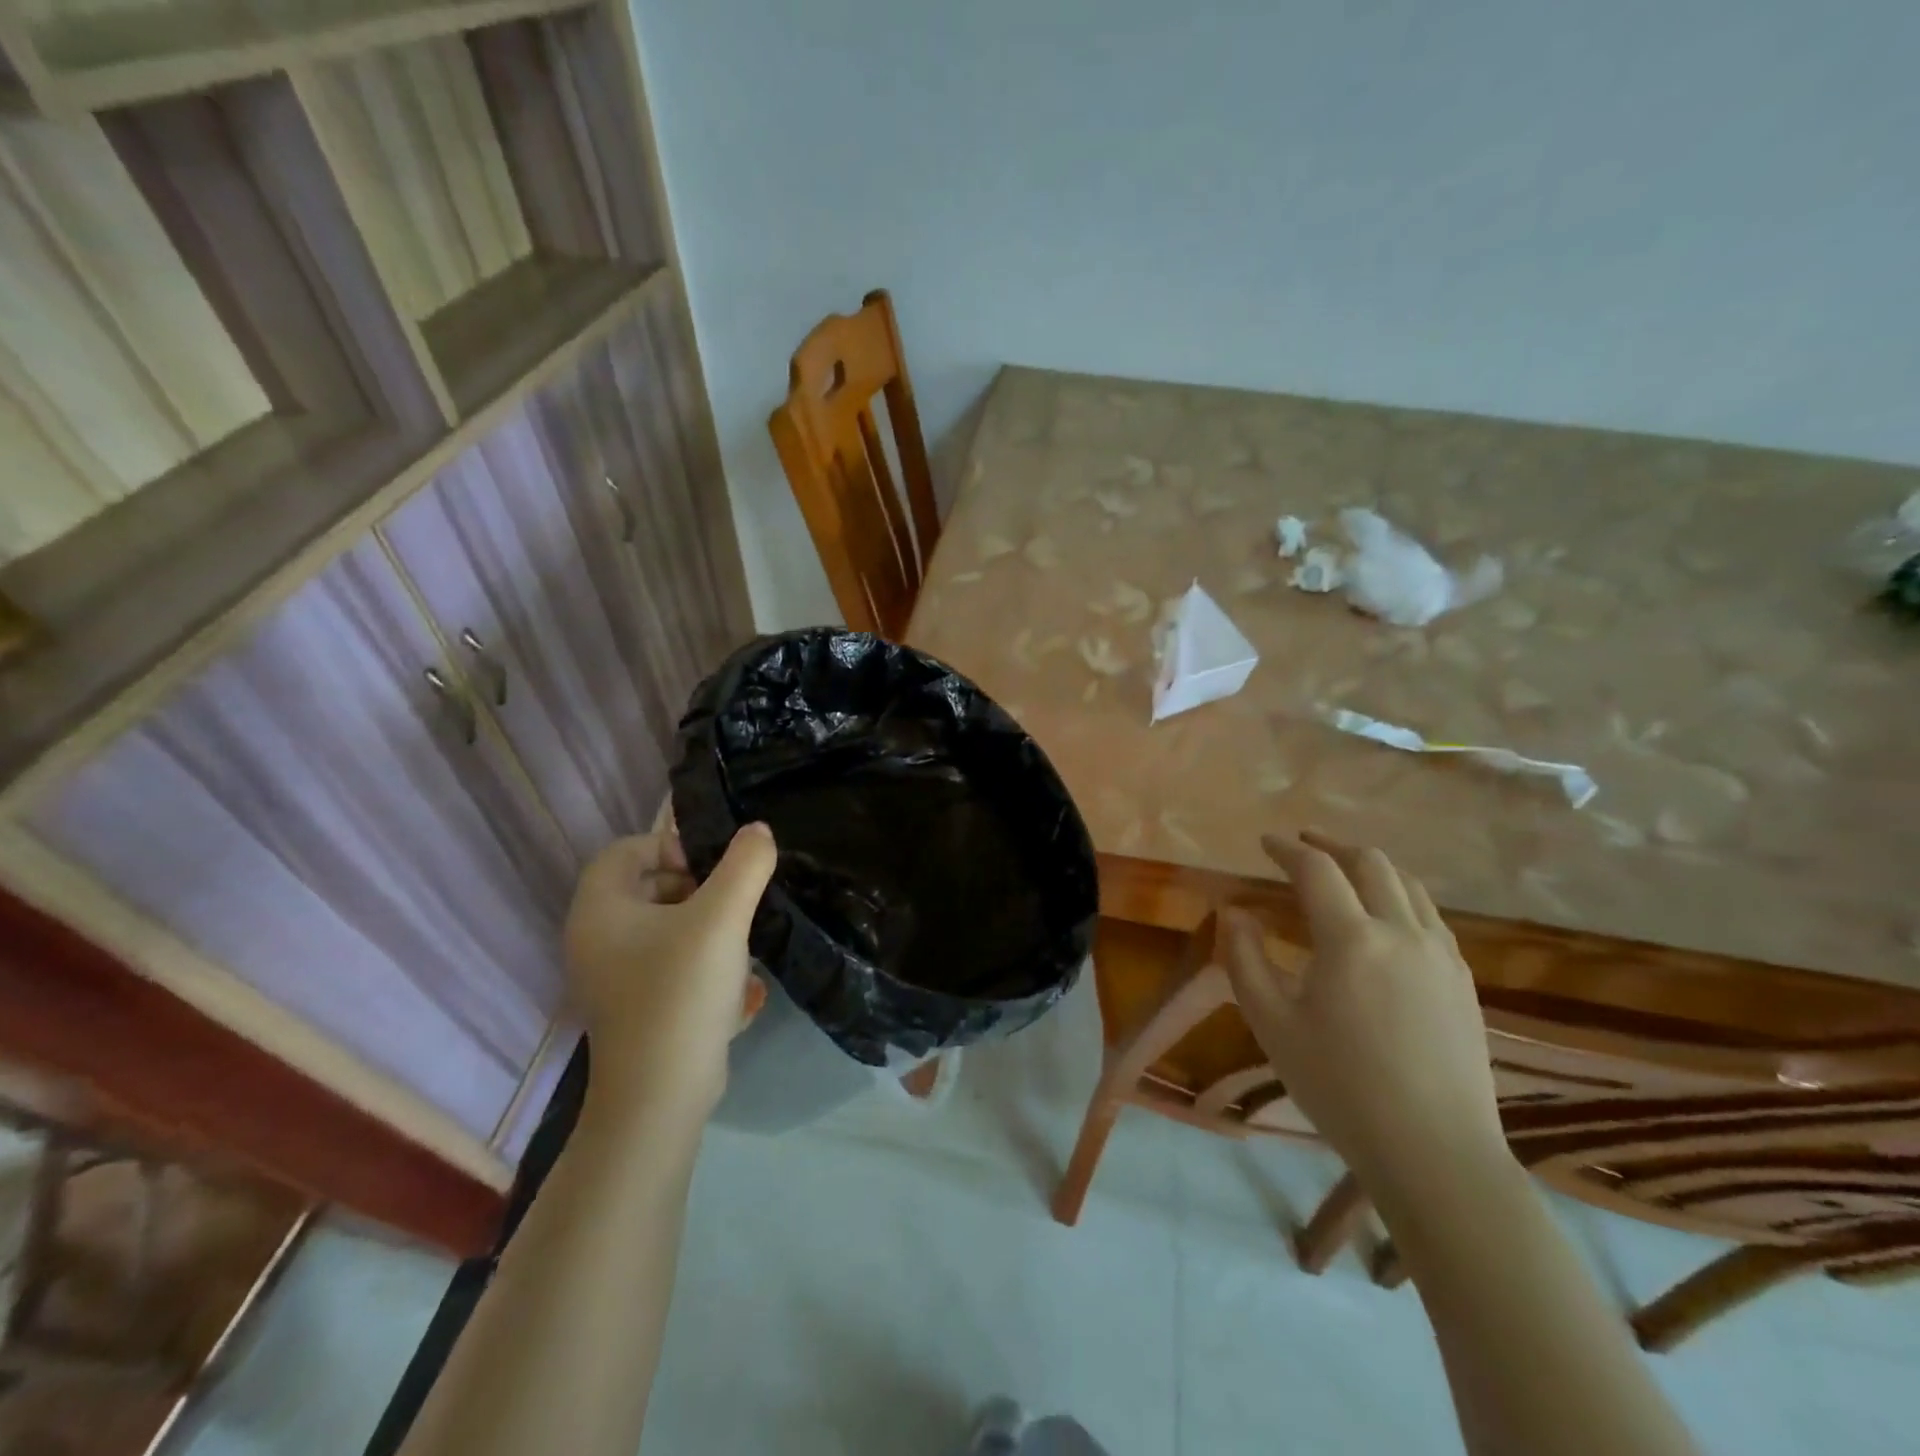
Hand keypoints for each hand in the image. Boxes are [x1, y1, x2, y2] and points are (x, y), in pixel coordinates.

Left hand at [563, 818, 775, 1117]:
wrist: (660, 1097)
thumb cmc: (682, 993)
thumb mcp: (723, 918)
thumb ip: (745, 865)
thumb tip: (758, 832)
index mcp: (600, 910)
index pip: (625, 851)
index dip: (671, 847)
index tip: (713, 871)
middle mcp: (594, 941)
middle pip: (644, 888)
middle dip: (695, 888)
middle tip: (731, 904)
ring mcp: (610, 980)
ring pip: (661, 929)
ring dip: (704, 927)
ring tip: (738, 943)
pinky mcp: (633, 1010)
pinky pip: (667, 967)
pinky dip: (701, 964)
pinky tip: (738, 986)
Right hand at [1220, 830, 1507, 1203]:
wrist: (1435, 1152)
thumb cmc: (1340, 1086)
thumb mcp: (1271, 1023)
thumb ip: (1244, 959)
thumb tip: (1236, 913)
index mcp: (1351, 939)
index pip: (1316, 870)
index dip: (1287, 849)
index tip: (1265, 843)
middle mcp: (1402, 932)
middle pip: (1370, 863)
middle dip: (1332, 844)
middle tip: (1303, 844)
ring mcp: (1441, 955)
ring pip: (1408, 885)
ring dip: (1370, 866)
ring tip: (1344, 870)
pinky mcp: (1464, 981)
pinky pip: (1431, 916)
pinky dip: (1400, 896)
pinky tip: (1386, 919)